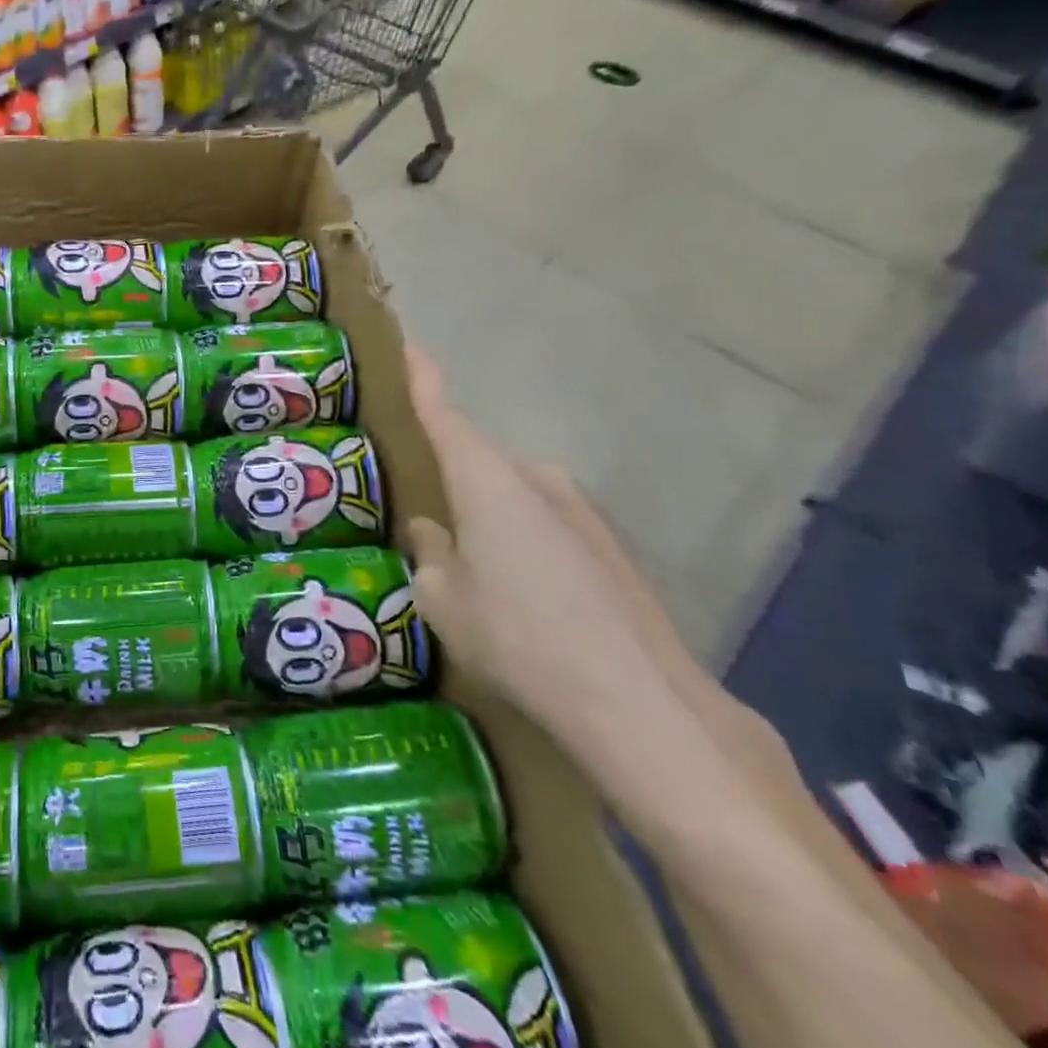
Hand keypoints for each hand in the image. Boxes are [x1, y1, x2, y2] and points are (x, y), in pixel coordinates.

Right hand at [402, 343, 685, 760]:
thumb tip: (433, 531)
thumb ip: (431, 555)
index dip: (422, 378)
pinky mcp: (611, 546)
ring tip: (475, 571)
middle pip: (478, 463)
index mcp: (485, 479)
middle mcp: (535, 478)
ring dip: (489, 518)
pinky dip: (524, 543)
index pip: (443, 413)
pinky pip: (547, 526)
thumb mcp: (444, 601)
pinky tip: (524, 597)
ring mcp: (581, 510)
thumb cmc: (518, 638)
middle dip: (451, 481)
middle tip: (425, 517)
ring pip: (514, 498)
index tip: (407, 345)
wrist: (641, 702)